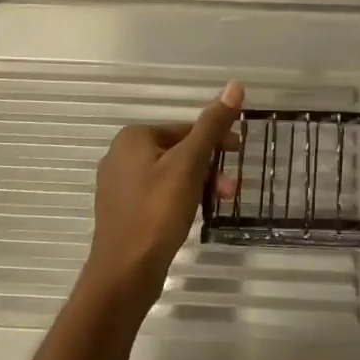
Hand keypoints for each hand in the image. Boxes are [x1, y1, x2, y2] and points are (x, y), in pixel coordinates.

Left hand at [84, 81, 243, 307]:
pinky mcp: (124, 212)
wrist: (124, 273)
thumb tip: (235, 86)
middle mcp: (121, 155)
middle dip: (210, 167)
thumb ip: (211, 126)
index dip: (216, 139)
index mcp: (133, 137)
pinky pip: (160, 195)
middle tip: (233, 187)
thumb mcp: (189, 165)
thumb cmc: (157, 213)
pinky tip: (195, 216)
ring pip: (171, 175)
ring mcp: (120, 186)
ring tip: (221, 203)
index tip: (240, 153)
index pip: (185, 128)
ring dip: (200, 184)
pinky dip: (182, 199)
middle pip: (179, 151)